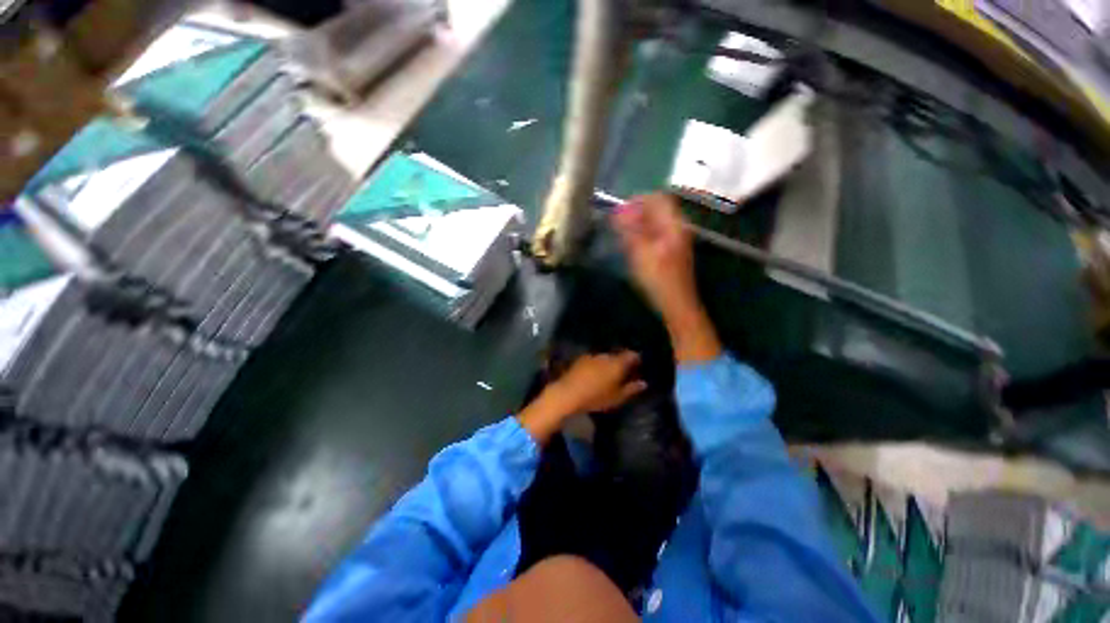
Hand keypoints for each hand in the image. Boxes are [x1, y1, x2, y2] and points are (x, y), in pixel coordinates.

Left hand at [518, 351, 645, 444]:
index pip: (631, 355)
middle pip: (617, 355)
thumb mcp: (617, 397)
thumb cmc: (596, 398)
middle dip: (621, 361)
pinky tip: (594, 374)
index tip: (638, 365)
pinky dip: (596, 365)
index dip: (635, 359)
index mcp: (617, 363)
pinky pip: (593, 360)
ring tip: (608, 374)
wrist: (567, 394)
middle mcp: (605, 356)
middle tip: (623, 372)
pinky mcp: (580, 360)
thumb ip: (631, 389)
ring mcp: (591, 356)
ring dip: (608, 363)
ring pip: (604, 357)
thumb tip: (643, 383)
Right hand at [612, 194, 697, 319]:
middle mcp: (678, 227)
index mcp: (673, 225)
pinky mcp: (673, 250)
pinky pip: (657, 233)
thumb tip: (617, 210)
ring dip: (639, 224)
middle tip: (618, 224)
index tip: (618, 210)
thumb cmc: (658, 279)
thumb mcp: (640, 254)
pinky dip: (644, 234)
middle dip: (636, 212)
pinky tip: (634, 245)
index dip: (636, 200)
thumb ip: (629, 230)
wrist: (676, 304)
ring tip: (623, 234)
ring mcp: (677, 238)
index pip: (657, 198)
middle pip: (658, 209)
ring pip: (657, 221)